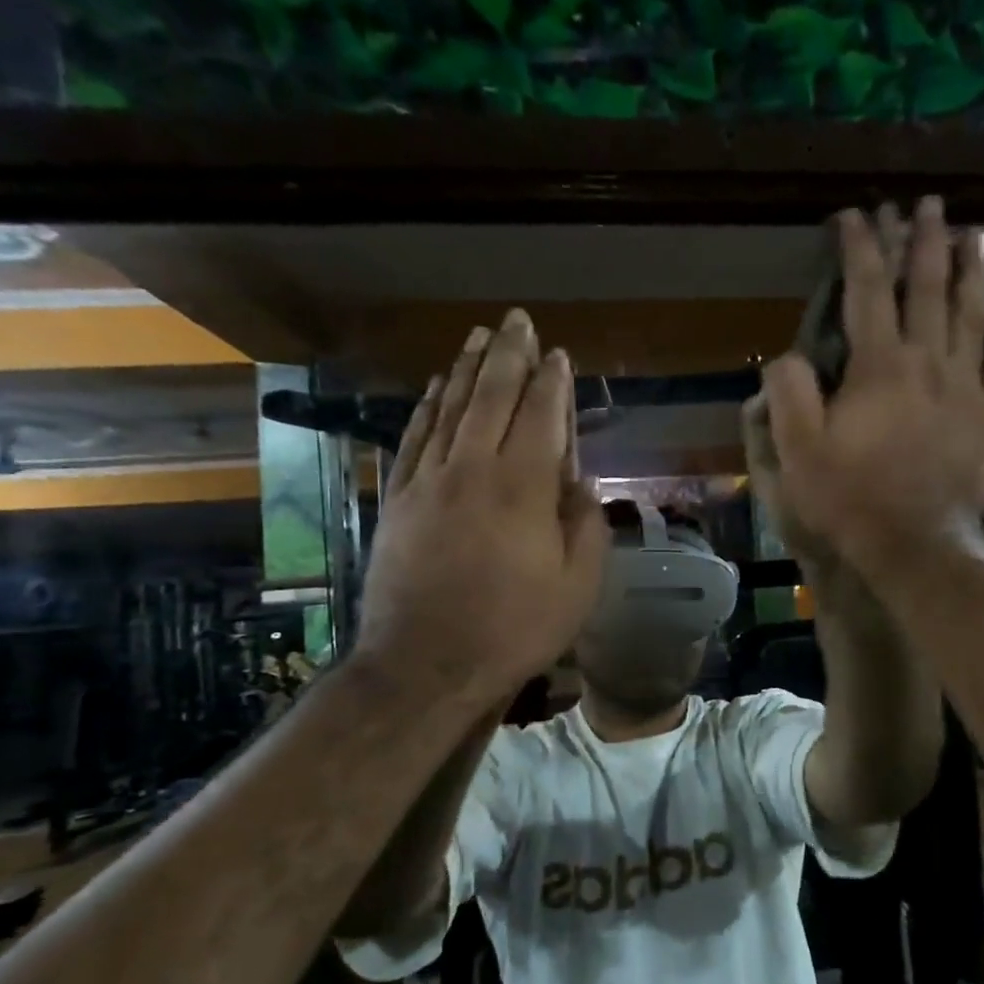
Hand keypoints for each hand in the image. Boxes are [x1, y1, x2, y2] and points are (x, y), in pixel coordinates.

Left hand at [354, 311, 607, 700]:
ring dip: (466, 369)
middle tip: (517, 321)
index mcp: (524, 487)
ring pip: (449, 409)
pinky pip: (415, 439)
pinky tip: (435, 390)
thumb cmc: (515, 628)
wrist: (427, 663)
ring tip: (477, 338)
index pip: (542, 416)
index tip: (559, 355)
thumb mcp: (578, 586)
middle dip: (508, 355)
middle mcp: (473, 469)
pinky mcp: (399, 499)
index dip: (553, 382)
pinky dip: (427, 408)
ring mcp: (429, 481)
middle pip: (492, 396)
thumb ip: (585, 525)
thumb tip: (579, 483)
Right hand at [760, 197, 983, 573]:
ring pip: (973, 312)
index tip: (857, 214)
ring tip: (976, 233)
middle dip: (923, 239)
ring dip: (974, 268)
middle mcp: (927, 360)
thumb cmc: (850, 498)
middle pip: (927, 286)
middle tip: (926, 205)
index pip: (867, 288)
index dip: (861, 246)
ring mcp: (965, 385)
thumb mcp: (798, 451)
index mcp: (877, 365)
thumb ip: (789, 395)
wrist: (914, 542)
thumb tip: (790, 355)